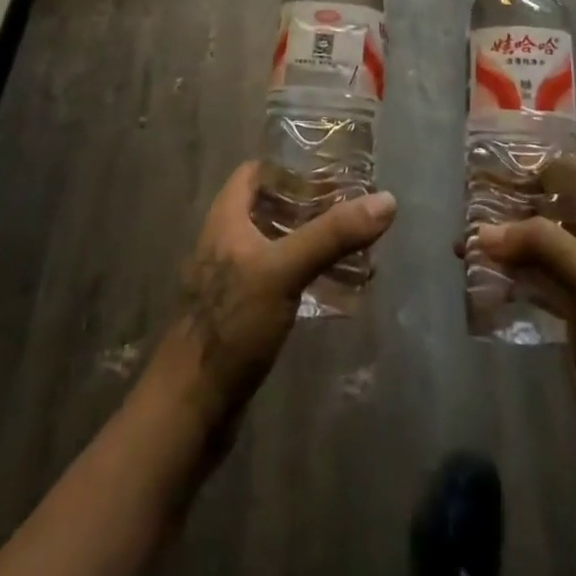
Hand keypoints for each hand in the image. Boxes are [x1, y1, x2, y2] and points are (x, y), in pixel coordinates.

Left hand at [156, 162, 395, 425]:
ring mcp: (233, 280)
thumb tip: (386, 200)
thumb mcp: (284, 271)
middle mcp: (227, 241)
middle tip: (353, 206)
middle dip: (311, 204)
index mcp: (226, 218)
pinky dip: (307, 275)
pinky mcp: (243, 314)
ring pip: (278, 244)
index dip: (290, 165)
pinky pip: (280, 280)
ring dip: (312, 241)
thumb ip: (332, 235)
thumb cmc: (231, 325)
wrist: (190, 410)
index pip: (256, 171)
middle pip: (271, 207)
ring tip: (355, 244)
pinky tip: (336, 288)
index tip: (332, 169)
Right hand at [462, 171, 575, 469]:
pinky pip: (530, 281)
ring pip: (534, 245)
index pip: (573, 178)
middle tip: (467, 201)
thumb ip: (540, 245)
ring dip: (503, 240)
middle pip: (547, 209)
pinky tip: (476, 281)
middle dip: (510, 202)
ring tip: (462, 242)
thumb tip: (483, 231)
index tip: (498, 157)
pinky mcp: (566, 313)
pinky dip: (506, 275)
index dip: (540, 162)